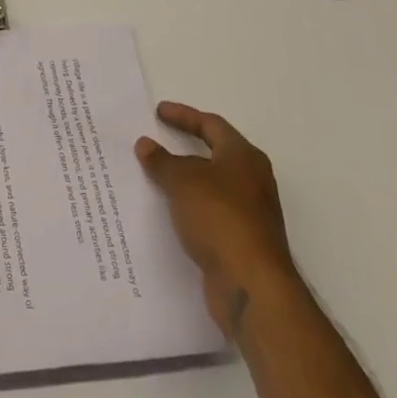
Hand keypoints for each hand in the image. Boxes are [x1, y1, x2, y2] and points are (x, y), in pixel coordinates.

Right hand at [136, 102, 294, 338]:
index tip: (158, 112)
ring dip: (184, 181)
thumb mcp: (183, 181)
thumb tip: (146, 144)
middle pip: (214, 155)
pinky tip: (167, 213)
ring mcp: (249, 213)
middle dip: (184, 149)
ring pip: (210, 186)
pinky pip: (208, 213)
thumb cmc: (219, 217)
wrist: (251, 285)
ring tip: (153, 177)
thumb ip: (162, 161)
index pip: (211, 125)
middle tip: (156, 141)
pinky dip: (188, 207)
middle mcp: (251, 181)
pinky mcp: (241, 241)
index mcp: (243, 157)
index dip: (184, 116)